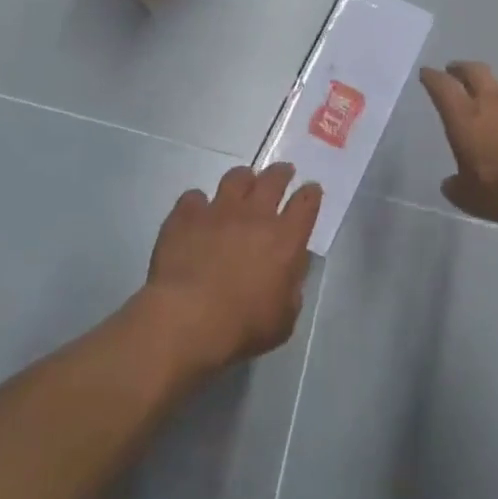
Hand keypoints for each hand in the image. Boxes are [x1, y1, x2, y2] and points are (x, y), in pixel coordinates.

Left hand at [140, 164, 321, 375]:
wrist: (187, 318)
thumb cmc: (242, 326)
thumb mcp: (283, 319)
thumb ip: (291, 290)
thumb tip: (288, 273)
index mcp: (285, 239)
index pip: (306, 204)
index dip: (311, 194)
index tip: (312, 189)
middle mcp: (254, 215)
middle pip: (273, 180)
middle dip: (281, 173)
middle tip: (283, 172)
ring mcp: (218, 210)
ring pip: (235, 178)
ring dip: (243, 178)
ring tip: (243, 181)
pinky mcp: (186, 215)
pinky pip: (194, 197)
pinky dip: (198, 202)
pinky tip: (197, 211)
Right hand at [420, 62, 497, 225]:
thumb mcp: (472, 199)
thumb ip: (458, 187)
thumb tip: (451, 184)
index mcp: (465, 117)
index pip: (442, 87)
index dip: (432, 78)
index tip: (427, 72)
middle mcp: (495, 103)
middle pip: (475, 72)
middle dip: (462, 69)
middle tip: (455, 69)